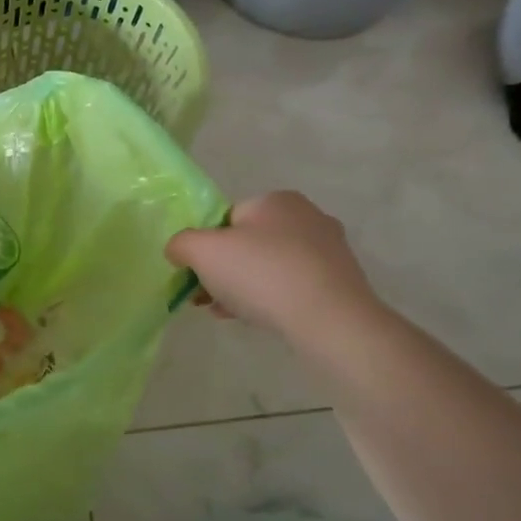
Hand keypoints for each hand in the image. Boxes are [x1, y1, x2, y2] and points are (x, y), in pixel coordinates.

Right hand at [166, 191, 381, 341]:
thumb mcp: (202, 252)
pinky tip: (257, 320)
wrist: (330, 321)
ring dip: (245, 288)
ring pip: (270, 267)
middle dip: (225, 270)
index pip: (228, 218)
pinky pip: (293, 287)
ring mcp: (330, 251)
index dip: (207, 246)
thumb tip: (178, 250)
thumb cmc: (262, 274)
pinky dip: (273, 300)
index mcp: (276, 200)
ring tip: (227, 313)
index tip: (198, 274)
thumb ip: (181, 243)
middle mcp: (308, 216)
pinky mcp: (341, 283)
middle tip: (208, 297)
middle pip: (249, 243)